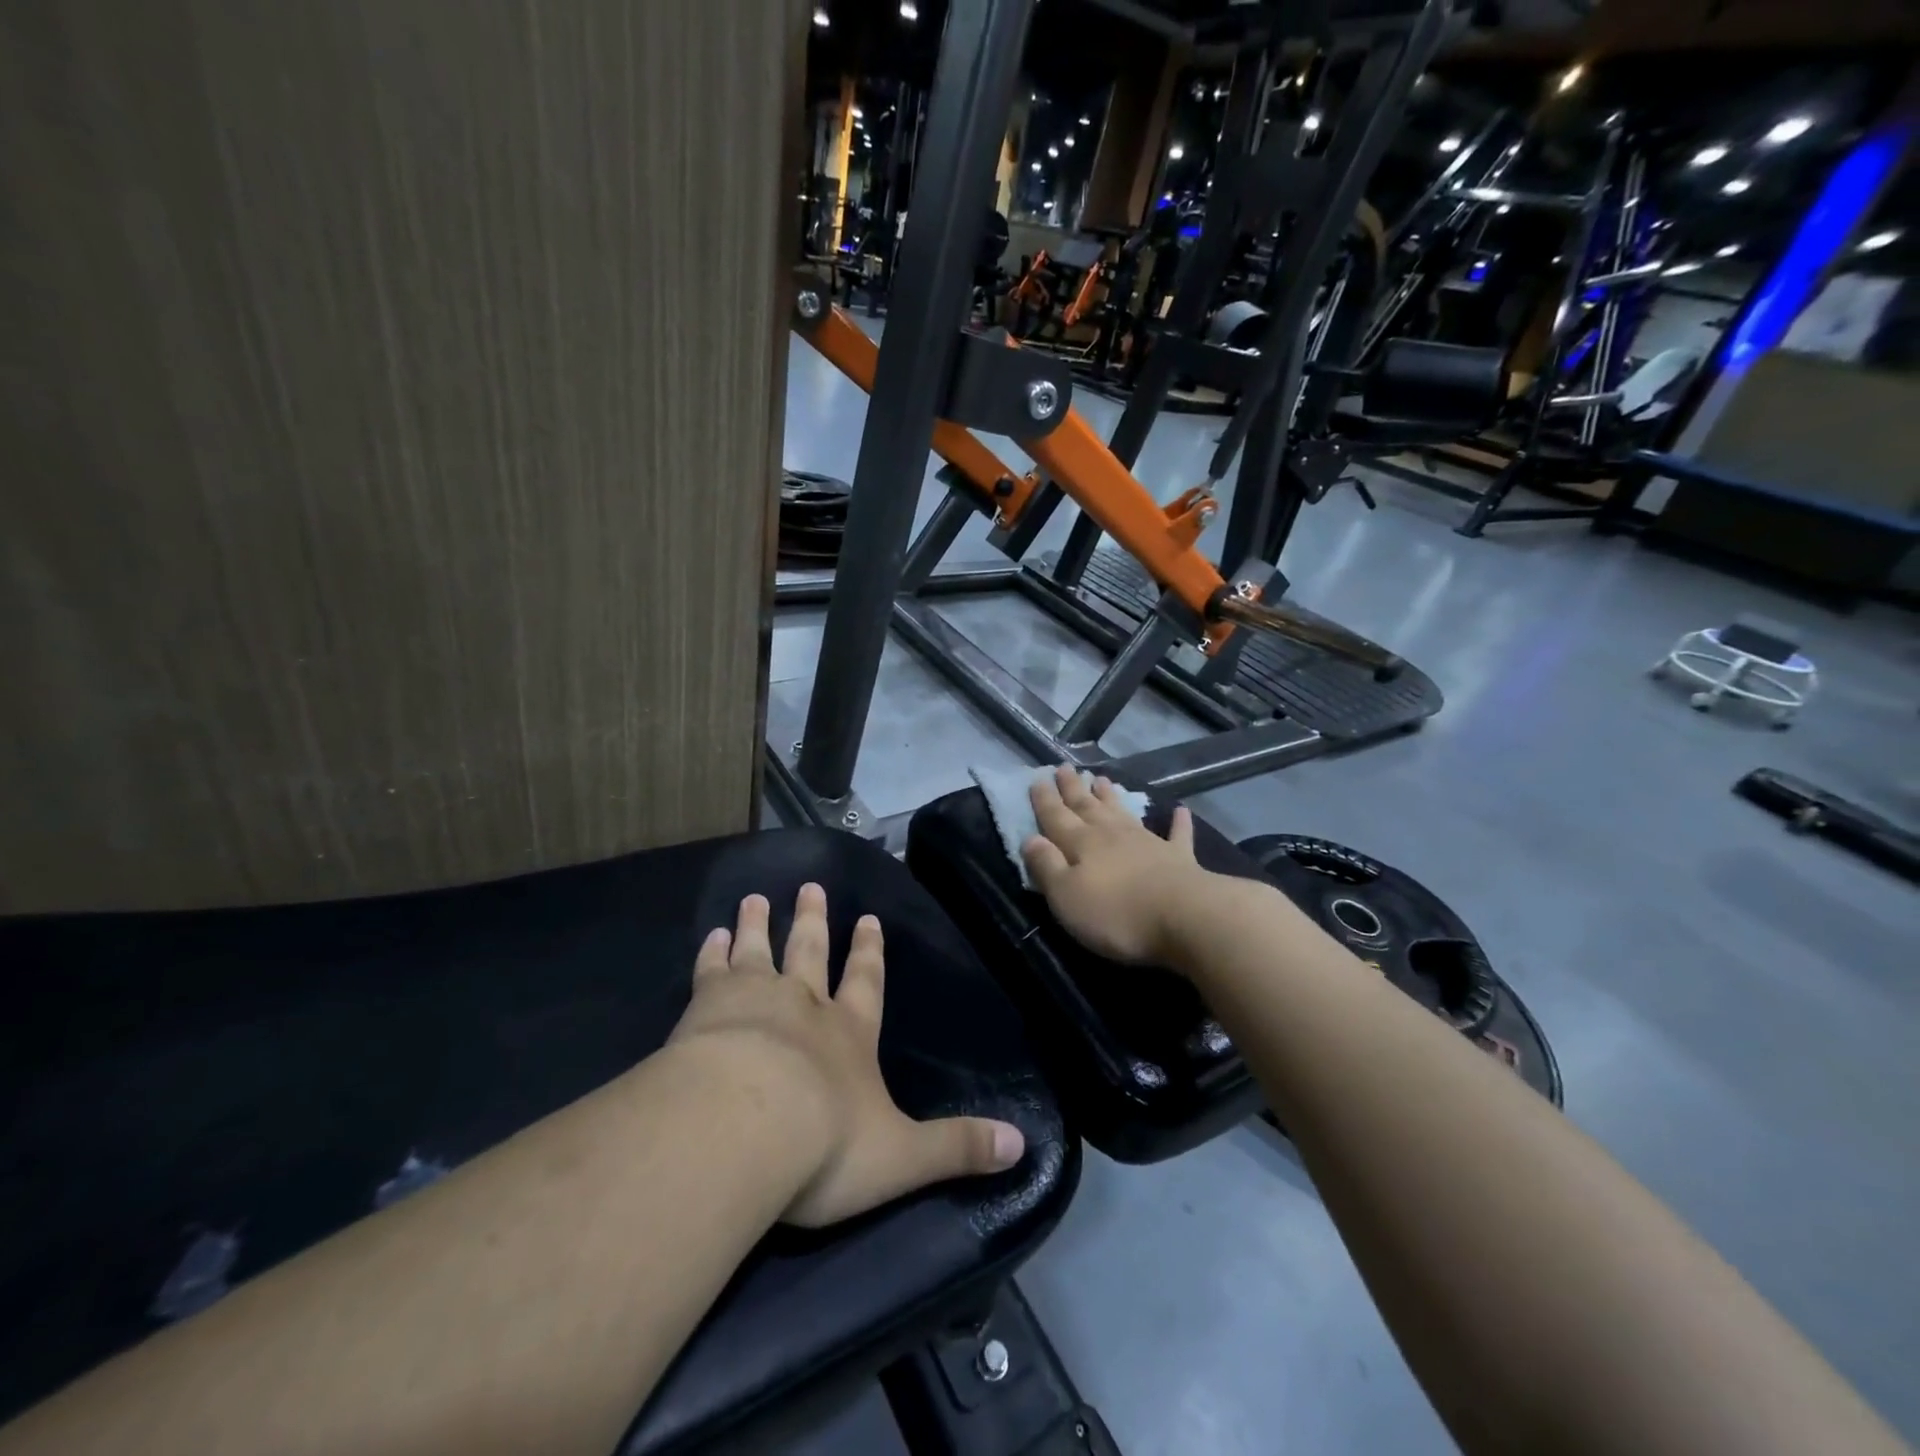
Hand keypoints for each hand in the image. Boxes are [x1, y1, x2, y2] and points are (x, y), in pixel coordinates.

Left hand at [669, 884, 1025, 1227]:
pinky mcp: (705, 1008)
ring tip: (756, 898)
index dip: (870, 953)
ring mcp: (753, 1000)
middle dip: (813, 921)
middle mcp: (804, 1006)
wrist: (742, 1130)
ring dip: (759, 925)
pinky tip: (711, 935)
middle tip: (811, 886)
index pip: (866, 984)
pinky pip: (711, 970)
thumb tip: (1022, 1146)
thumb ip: (957, 1148)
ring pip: (759, 951)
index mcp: (850, 1034)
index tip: (868, 919)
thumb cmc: (824, 1145)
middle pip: (810, 952)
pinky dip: (712, 952)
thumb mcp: (902, 1156)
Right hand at [1021, 765, 1212, 967]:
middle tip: (1064, 767)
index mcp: (1082, 844)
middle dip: (1073, 788)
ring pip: (1123, 813)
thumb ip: (1047, 866)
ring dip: (1111, 797)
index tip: (1037, 778)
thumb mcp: (1066, 896)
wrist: (1185, 918)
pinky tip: (1180, 810)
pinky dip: (1178, 822)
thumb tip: (1030, 839)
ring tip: (1101, 779)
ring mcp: (1148, 843)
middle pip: (1087, 807)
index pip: (1056, 817)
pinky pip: (1177, 835)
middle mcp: (1112, 835)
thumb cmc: (1116, 914)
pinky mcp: (1179, 859)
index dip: (1045, 800)